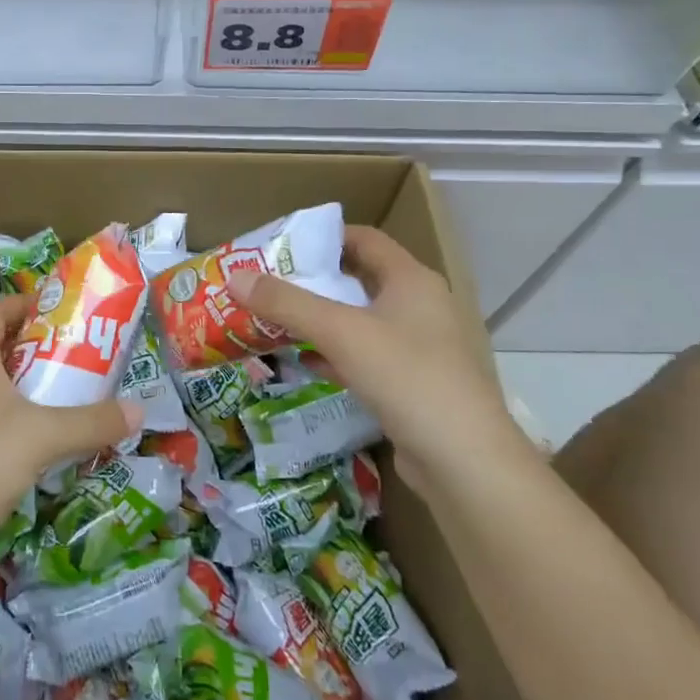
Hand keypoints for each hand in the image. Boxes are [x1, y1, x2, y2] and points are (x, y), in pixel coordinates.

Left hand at [0, 294, 140, 550]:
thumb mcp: (44, 436)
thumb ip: (93, 421)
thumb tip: (140, 411)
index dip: (22, 304)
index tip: (58, 311)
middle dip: (35, 348)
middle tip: (75, 355)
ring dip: (26, 388)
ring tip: (66, 397)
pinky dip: (15, 422)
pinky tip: (42, 444)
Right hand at [228, 226, 521, 487]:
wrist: (465, 462)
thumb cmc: (407, 377)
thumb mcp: (340, 332)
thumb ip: (286, 303)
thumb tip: (234, 278)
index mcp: (411, 280)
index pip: (364, 239)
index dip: (324, 237)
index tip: (282, 247)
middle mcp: (421, 306)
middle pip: (360, 279)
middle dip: (314, 282)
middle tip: (269, 285)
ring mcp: (422, 347)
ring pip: (362, 321)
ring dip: (322, 320)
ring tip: (277, 320)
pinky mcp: (415, 384)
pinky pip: (368, 356)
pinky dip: (336, 354)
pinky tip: (306, 362)